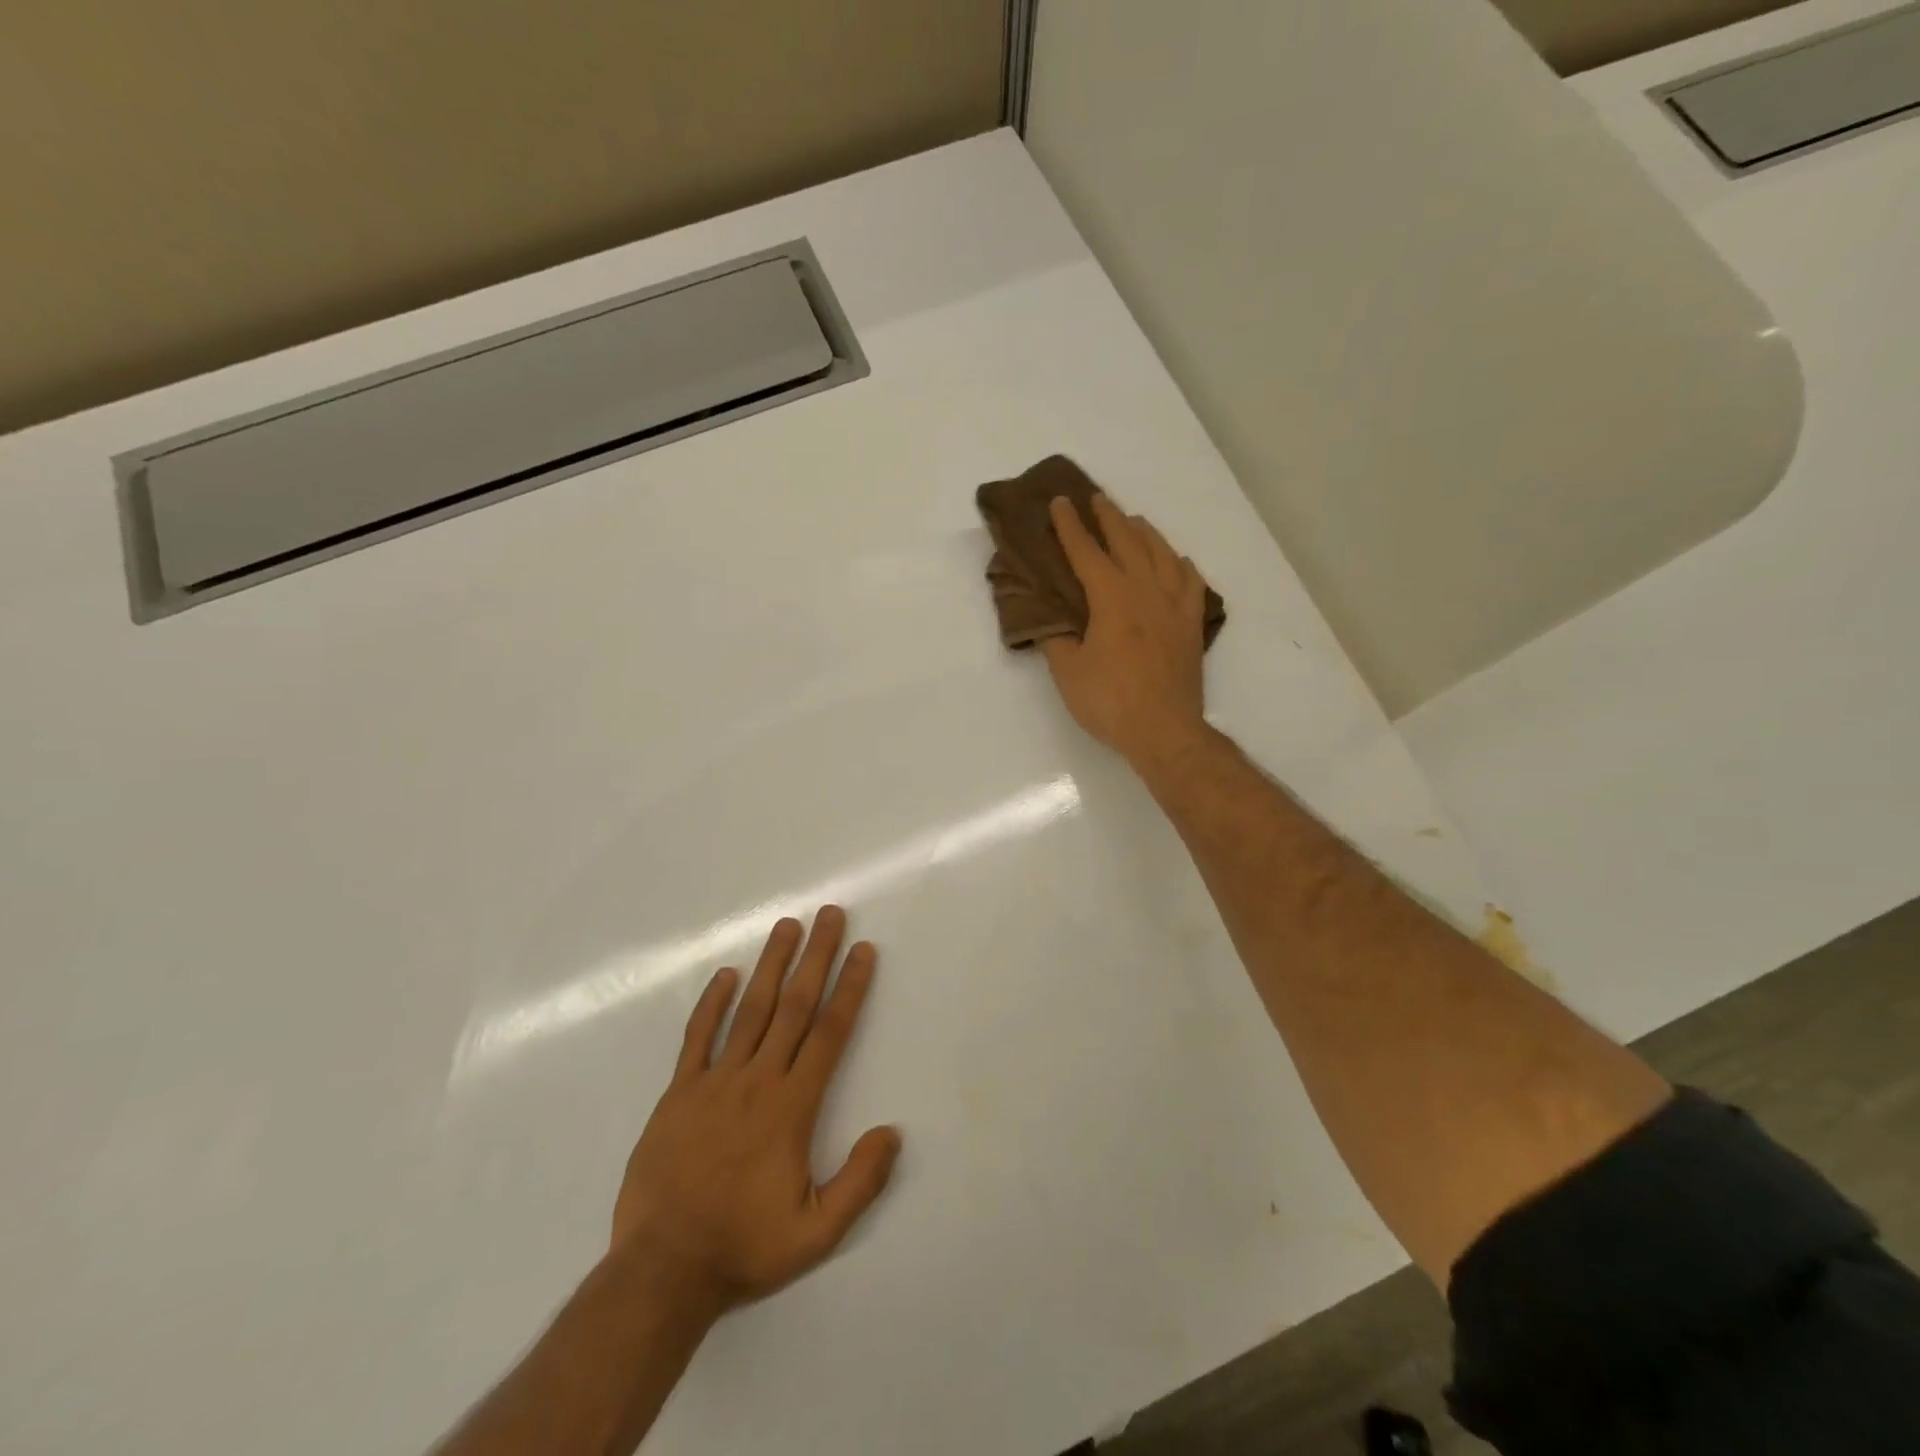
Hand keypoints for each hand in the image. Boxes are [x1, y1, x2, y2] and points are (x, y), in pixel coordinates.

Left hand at [610, 907, 899, 1319]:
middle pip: (794, 1006)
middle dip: (816, 956)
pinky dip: (713, 1003)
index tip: (863, 951)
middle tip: (830, 915)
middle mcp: (757, 1080)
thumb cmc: (744, 1247)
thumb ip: (860, 1183)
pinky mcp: (679, 1092)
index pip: (829, 1033)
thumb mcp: (816, 1233)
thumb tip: (892, 1132)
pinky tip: (727, 975)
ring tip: (787, 926)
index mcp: (792, 1107)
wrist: (662, 1270)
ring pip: (750, 1010)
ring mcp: (714, 1082)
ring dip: (772, 964)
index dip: (850, 988)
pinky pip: (698, 1038)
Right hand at [1041, 493, 1209, 764]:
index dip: (1070, 526)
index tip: (1060, 502)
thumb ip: (1056, 639)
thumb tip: (1048, 619)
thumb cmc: (1110, 701)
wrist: (1165, 730)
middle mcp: (1146, 590)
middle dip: (1109, 518)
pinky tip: (1178, 561)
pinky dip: (1181, 565)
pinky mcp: (1191, 624)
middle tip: (1096, 499)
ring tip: (1133, 522)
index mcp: (1111, 597)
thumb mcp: (1068, 672)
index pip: (1086, 552)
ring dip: (1145, 533)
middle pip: (1128, 542)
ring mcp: (1174, 605)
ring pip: (1162, 554)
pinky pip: (1191, 581)